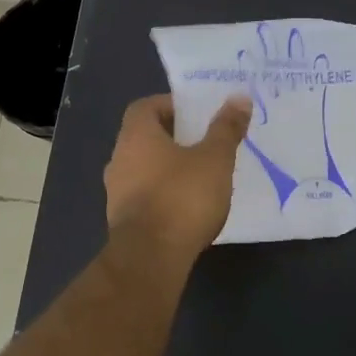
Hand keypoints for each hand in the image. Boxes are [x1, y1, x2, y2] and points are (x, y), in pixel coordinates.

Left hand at [104, 95, 251, 260]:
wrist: (151, 258)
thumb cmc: (182, 197)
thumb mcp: (215, 159)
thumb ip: (226, 128)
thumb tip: (239, 98)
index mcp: (136, 135)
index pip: (145, 106)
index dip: (170, 105)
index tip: (196, 114)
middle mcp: (119, 158)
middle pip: (145, 137)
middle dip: (173, 137)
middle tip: (205, 142)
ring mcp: (116, 191)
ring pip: (144, 168)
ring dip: (168, 167)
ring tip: (200, 174)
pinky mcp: (122, 220)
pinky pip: (144, 195)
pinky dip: (163, 193)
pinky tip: (187, 205)